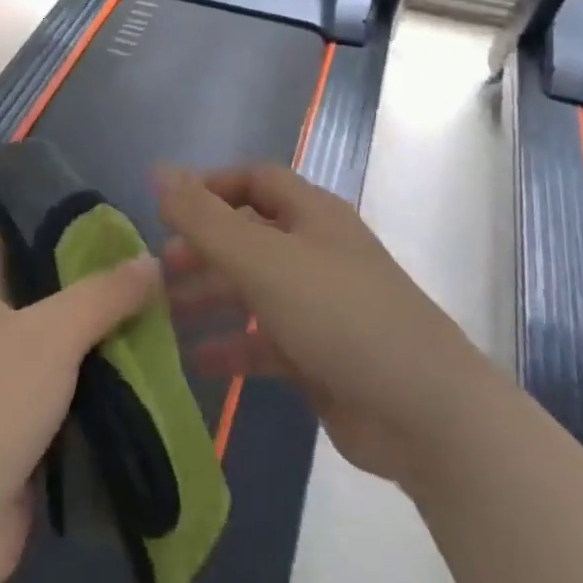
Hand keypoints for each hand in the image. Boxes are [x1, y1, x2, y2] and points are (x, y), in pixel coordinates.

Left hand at [0, 224, 160, 582]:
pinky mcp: (18, 431)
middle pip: (46, 288)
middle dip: (98, 283)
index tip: (117, 216)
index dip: (61, 216)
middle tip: (157, 270)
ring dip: (106, 339)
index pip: (15, 227)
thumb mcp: (50, 333)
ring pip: (62, 345)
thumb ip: (103, 294)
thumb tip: (150, 262)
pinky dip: (102, 388)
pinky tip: (150, 376)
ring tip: (167, 316)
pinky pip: (67, 395)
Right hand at [157, 165, 438, 482]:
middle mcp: (316, 251)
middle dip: (203, 248)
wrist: (423, 411)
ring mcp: (320, 305)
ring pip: (254, 289)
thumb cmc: (338, 314)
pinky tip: (198, 361)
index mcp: (311, 215)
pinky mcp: (320, 355)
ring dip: (211, 297)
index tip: (167, 211)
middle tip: (160, 270)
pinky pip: (266, 341)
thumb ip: (204, 217)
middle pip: (249, 236)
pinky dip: (234, 346)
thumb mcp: (262, 259)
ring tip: (165, 314)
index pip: (254, 180)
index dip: (210, 187)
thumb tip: (159, 170)